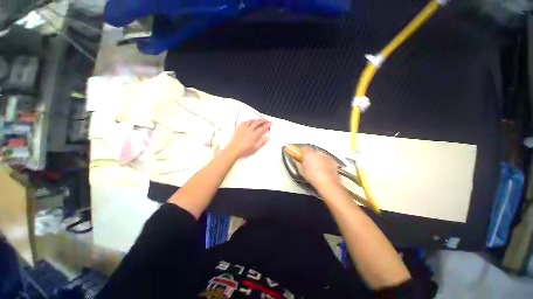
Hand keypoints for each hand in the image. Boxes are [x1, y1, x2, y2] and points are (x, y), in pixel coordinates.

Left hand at [226, 119, 270, 158]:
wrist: (234, 149)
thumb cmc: (245, 150)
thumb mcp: (255, 147)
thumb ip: (262, 142)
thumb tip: (268, 137)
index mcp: (254, 134)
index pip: (262, 128)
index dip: (267, 125)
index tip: (270, 123)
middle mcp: (249, 129)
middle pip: (257, 123)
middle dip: (262, 121)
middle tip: (266, 120)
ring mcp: (243, 128)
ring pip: (250, 121)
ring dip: (255, 120)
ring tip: (259, 120)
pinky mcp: (238, 128)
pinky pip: (244, 122)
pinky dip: (248, 121)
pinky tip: (249, 122)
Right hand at [296, 147, 340, 189]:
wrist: (327, 182)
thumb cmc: (312, 176)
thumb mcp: (301, 170)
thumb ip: (296, 162)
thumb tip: (294, 159)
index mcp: (308, 153)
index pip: (302, 148)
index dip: (300, 152)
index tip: (298, 156)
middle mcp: (317, 152)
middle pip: (311, 151)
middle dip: (308, 155)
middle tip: (306, 163)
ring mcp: (325, 155)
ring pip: (318, 155)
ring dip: (316, 158)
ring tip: (315, 167)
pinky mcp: (332, 160)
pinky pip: (325, 159)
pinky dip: (323, 162)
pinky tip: (322, 169)